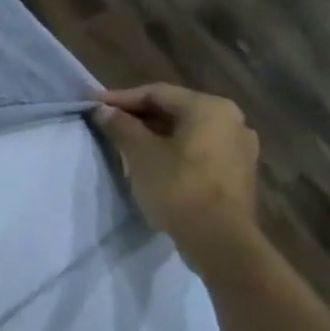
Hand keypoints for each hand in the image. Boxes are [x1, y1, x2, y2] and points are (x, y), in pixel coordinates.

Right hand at [92, 83, 261, 274]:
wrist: (218, 237)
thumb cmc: (177, 186)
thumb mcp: (140, 153)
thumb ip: (121, 126)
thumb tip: (104, 110)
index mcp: (210, 108)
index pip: (156, 93)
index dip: (120, 97)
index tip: (91, 104)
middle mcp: (231, 120)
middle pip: (174, 109)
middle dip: (137, 114)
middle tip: (105, 121)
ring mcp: (238, 146)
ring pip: (186, 130)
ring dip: (153, 132)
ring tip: (123, 140)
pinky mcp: (236, 170)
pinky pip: (198, 148)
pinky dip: (172, 148)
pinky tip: (151, 160)